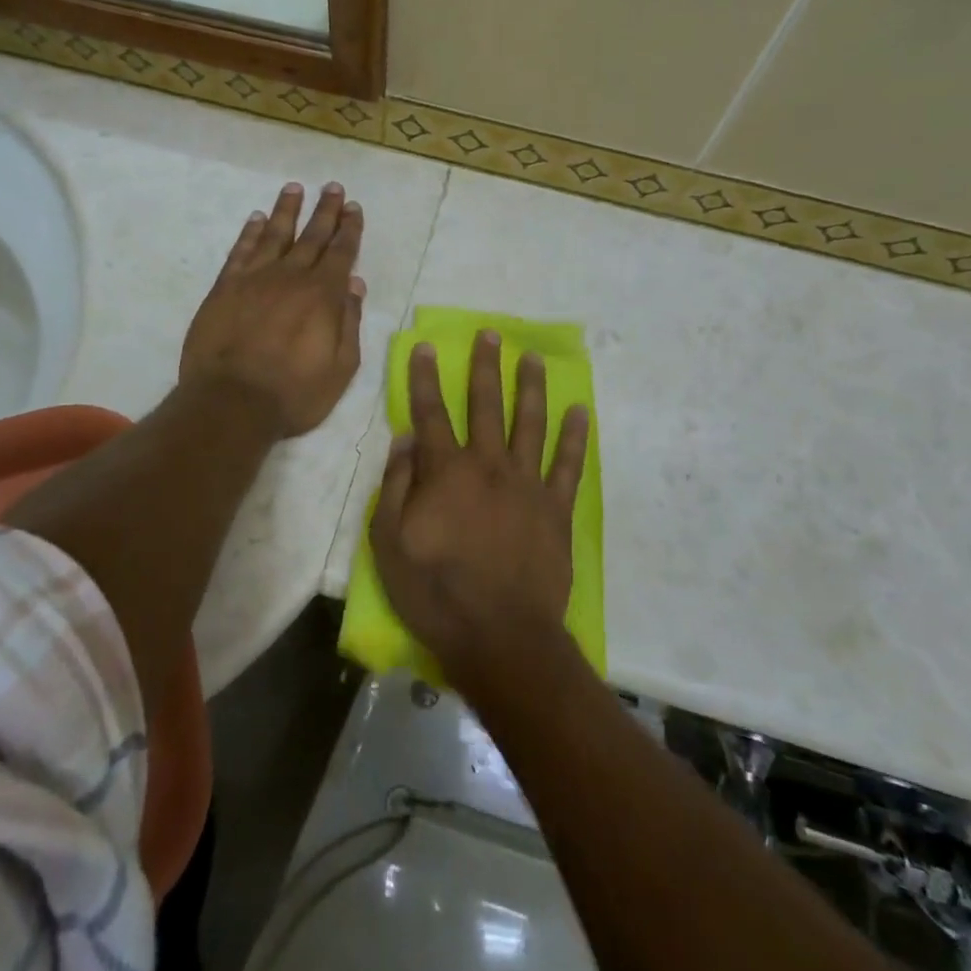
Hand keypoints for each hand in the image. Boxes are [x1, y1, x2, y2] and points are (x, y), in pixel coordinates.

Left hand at [181, 181, 365, 437]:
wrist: (231, 403)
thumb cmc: (294, 393)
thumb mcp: (341, 368)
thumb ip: (349, 322)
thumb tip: (355, 285)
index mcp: (323, 295)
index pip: (342, 252)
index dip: (349, 228)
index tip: (354, 207)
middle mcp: (291, 277)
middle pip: (312, 235)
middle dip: (326, 210)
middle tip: (333, 187)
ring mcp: (255, 279)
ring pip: (275, 234)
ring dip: (287, 210)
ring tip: (295, 188)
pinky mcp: (225, 287)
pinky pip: (241, 250)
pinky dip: (250, 232)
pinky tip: (257, 218)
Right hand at [370, 331, 589, 685]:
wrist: (500, 636)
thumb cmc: (436, 592)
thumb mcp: (389, 543)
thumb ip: (395, 486)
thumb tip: (404, 439)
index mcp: (446, 471)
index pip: (431, 412)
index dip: (425, 378)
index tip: (426, 346)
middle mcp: (488, 464)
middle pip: (485, 404)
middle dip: (485, 366)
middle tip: (491, 334)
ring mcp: (527, 484)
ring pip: (529, 423)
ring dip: (530, 387)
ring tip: (533, 358)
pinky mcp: (555, 508)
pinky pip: (568, 465)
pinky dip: (575, 436)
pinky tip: (581, 411)